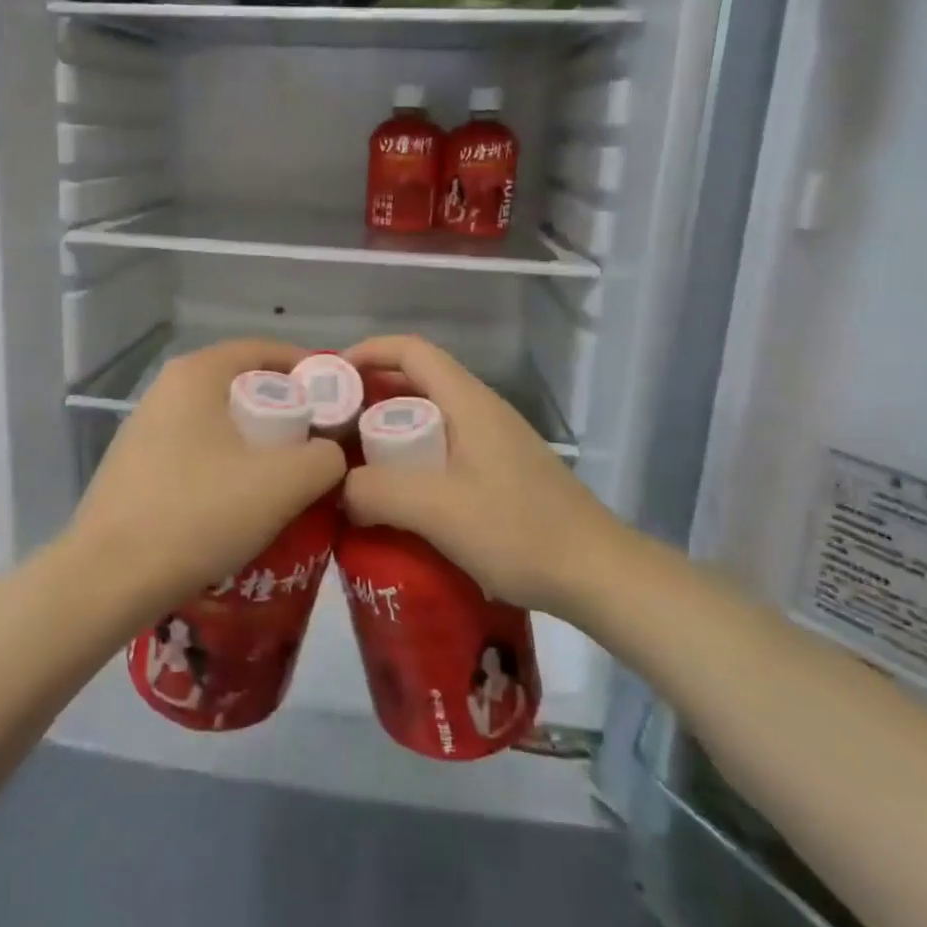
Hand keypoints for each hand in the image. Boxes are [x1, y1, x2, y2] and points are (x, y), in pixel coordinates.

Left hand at [68, 339, 347, 607]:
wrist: (108, 579)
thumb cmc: (199, 513)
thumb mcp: (283, 483)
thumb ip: (325, 457)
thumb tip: (330, 453)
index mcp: (196, 374)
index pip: (264, 350)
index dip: (308, 370)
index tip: (339, 401)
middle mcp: (165, 389)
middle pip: (242, 386)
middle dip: (287, 411)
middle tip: (319, 445)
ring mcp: (144, 428)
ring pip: (219, 423)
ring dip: (257, 443)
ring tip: (287, 479)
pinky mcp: (135, 467)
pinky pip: (197, 451)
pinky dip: (227, 465)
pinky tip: (241, 504)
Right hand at [341, 336, 621, 614]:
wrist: (597, 574)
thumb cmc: (519, 531)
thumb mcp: (438, 510)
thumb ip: (378, 491)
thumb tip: (339, 486)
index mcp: (468, 403)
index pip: (411, 351)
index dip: (367, 353)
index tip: (329, 380)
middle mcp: (480, 411)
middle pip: (415, 384)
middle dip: (368, 399)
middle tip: (330, 432)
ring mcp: (493, 443)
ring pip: (428, 420)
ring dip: (387, 434)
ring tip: (351, 466)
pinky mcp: (499, 474)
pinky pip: (442, 452)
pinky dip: (409, 462)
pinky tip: (394, 500)